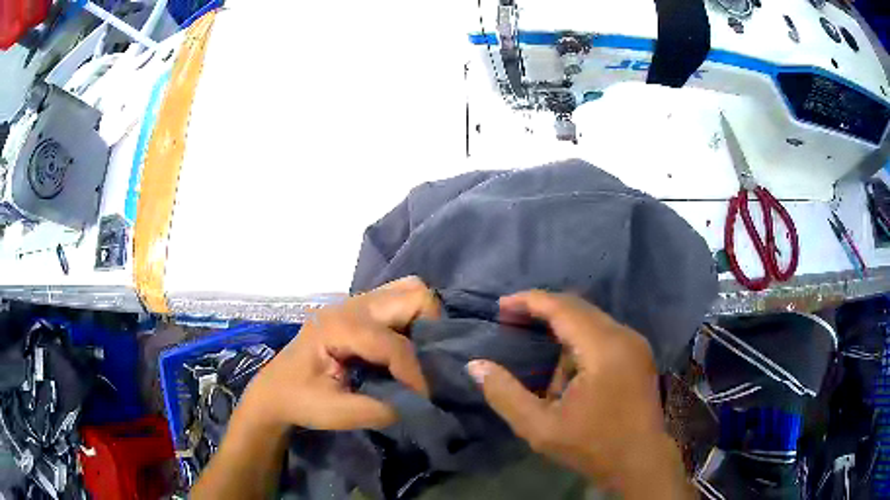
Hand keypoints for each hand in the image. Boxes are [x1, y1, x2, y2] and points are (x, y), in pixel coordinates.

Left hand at [240, 276, 438, 430]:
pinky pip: (397, 302)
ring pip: (407, 291)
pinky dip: (410, 321)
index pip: (395, 344)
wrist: (273, 391)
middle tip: (429, 364)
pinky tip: (405, 348)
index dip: (415, 375)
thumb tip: (419, 405)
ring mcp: (353, 304)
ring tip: (420, 354)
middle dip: (430, 329)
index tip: (423, 400)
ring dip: (421, 321)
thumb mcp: (336, 413)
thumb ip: (381, 410)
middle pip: (413, 294)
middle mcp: (350, 306)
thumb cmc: (298, 400)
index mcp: (340, 327)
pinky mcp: (357, 311)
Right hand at [467, 291, 689, 497]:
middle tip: (511, 322)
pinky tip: (570, 374)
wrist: (640, 462)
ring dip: (563, 333)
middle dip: (543, 311)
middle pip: (578, 308)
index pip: (563, 308)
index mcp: (604, 349)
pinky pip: (603, 334)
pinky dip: (580, 343)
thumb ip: (505, 394)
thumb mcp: (539, 427)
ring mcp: (636, 344)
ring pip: (591, 321)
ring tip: (543, 367)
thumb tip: (475, 365)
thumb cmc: (591, 446)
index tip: (501, 305)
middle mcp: (624, 336)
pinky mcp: (639, 355)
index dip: (529, 301)